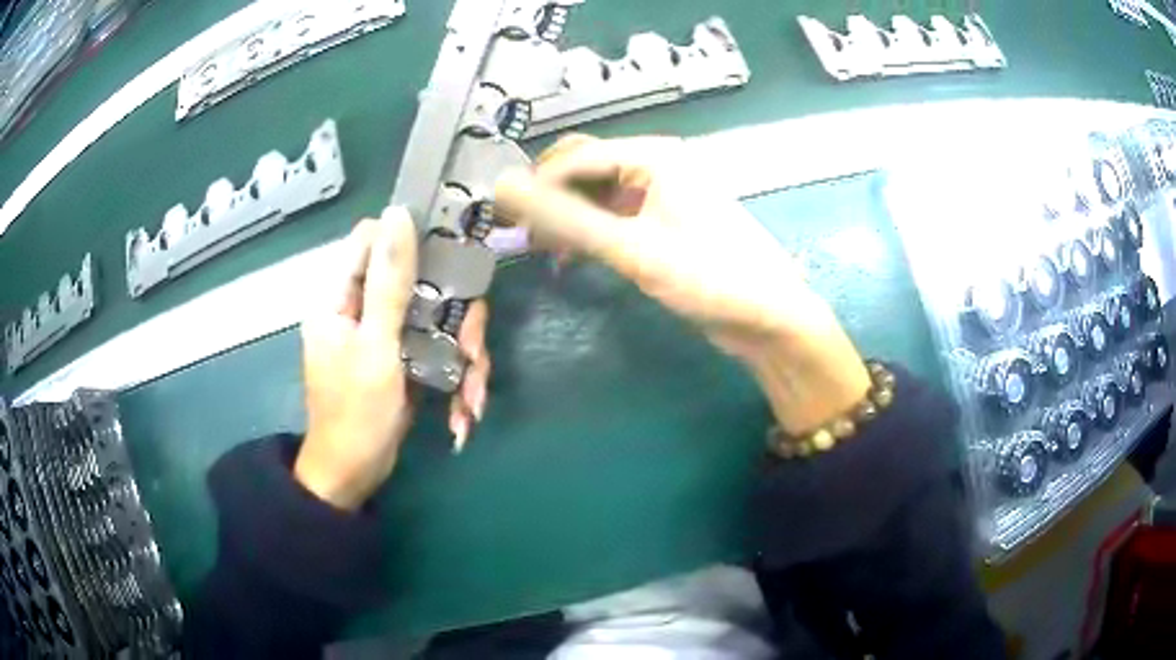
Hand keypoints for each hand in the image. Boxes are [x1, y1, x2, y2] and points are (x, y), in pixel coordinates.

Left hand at [295, 208, 491, 510]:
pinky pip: (437, 344)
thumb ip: (388, 282)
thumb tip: (398, 213)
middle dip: (454, 316)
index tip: (449, 256)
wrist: (355, 475)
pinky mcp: (404, 354)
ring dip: (462, 354)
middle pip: (418, 279)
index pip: (372, 239)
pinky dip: (455, 373)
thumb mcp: (375, 347)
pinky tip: (464, 410)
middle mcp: (362, 307)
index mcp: (340, 297)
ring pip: (437, 315)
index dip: (409, 238)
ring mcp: (386, 332)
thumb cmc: (357, 415)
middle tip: (472, 351)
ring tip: (472, 399)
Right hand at [495, 135, 868, 434]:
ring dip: (567, 215)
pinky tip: (571, 255)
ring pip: (598, 193)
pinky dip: (590, 231)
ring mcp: (663, 194)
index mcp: (653, 156)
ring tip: (538, 249)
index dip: (533, 185)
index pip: (574, 158)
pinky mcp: (666, 222)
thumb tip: (503, 189)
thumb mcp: (632, 249)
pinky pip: (616, 214)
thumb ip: (565, 220)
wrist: (771, 318)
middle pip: (585, 168)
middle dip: (549, 197)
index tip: (498, 220)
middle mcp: (657, 165)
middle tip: (515, 233)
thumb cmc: (709, 278)